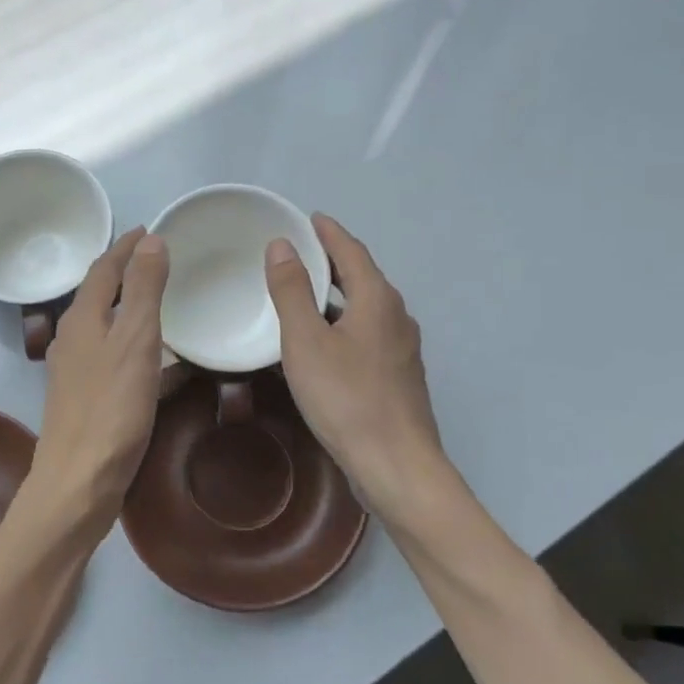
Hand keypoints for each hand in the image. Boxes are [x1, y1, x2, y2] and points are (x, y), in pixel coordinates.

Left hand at [20, 228, 169, 538]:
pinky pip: (115, 357)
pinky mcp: (87, 398)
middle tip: (158, 259)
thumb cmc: (111, 407)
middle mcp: (74, 338)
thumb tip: (151, 241)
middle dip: (126, 273)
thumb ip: (144, 290)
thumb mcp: (135, 341)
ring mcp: (77, 371)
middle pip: (100, 294)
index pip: (103, 268)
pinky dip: (137, 346)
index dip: (126, 247)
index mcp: (83, 319)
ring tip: (162, 301)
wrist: (79, 479)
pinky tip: (162, 362)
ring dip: (131, 309)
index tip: (149, 230)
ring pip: (107, 326)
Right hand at [265, 215, 454, 521]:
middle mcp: (396, 316)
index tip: (308, 218)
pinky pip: (366, 334)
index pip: (351, 251)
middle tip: (298, 252)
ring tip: (302, 294)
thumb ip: (292, 291)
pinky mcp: (398, 376)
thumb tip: (282, 245)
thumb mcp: (305, 341)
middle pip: (362, 277)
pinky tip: (321, 343)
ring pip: (364, 308)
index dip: (328, 232)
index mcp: (377, 299)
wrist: (396, 465)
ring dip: (336, 295)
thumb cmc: (345, 398)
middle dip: (331, 261)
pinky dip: (342, 324)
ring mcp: (401, 349)